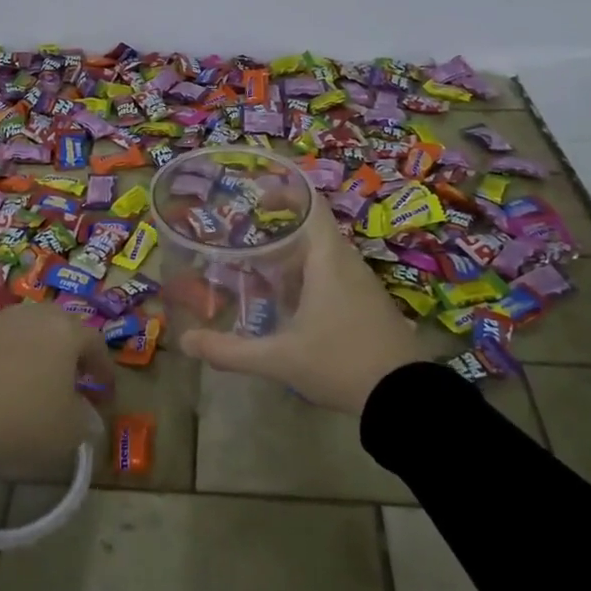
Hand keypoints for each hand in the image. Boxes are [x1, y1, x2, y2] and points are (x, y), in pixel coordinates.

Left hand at [0, 301, 116, 474]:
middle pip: (59, 323)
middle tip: (70, 375)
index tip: (104, 391)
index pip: (95, 342)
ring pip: (23, 322)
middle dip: (69, 346)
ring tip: (32, 368)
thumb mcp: (71, 431)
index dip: (103, 366)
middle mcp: (33, 317)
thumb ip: (86, 418)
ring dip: (32, 340)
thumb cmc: (27, 424)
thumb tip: (89, 415)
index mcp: (66, 333)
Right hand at [181, 195, 423, 413]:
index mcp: (328, 258)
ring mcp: (361, 284)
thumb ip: (231, 350)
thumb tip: (186, 342)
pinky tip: (287, 306)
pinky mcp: (367, 304)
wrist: (405, 398)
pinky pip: (332, 277)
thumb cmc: (341, 362)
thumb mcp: (280, 358)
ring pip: (321, 257)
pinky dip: (306, 280)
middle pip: (310, 231)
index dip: (284, 192)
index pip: (311, 204)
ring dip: (290, 260)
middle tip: (240, 241)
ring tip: (256, 273)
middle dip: (275, 234)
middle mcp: (347, 262)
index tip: (255, 196)